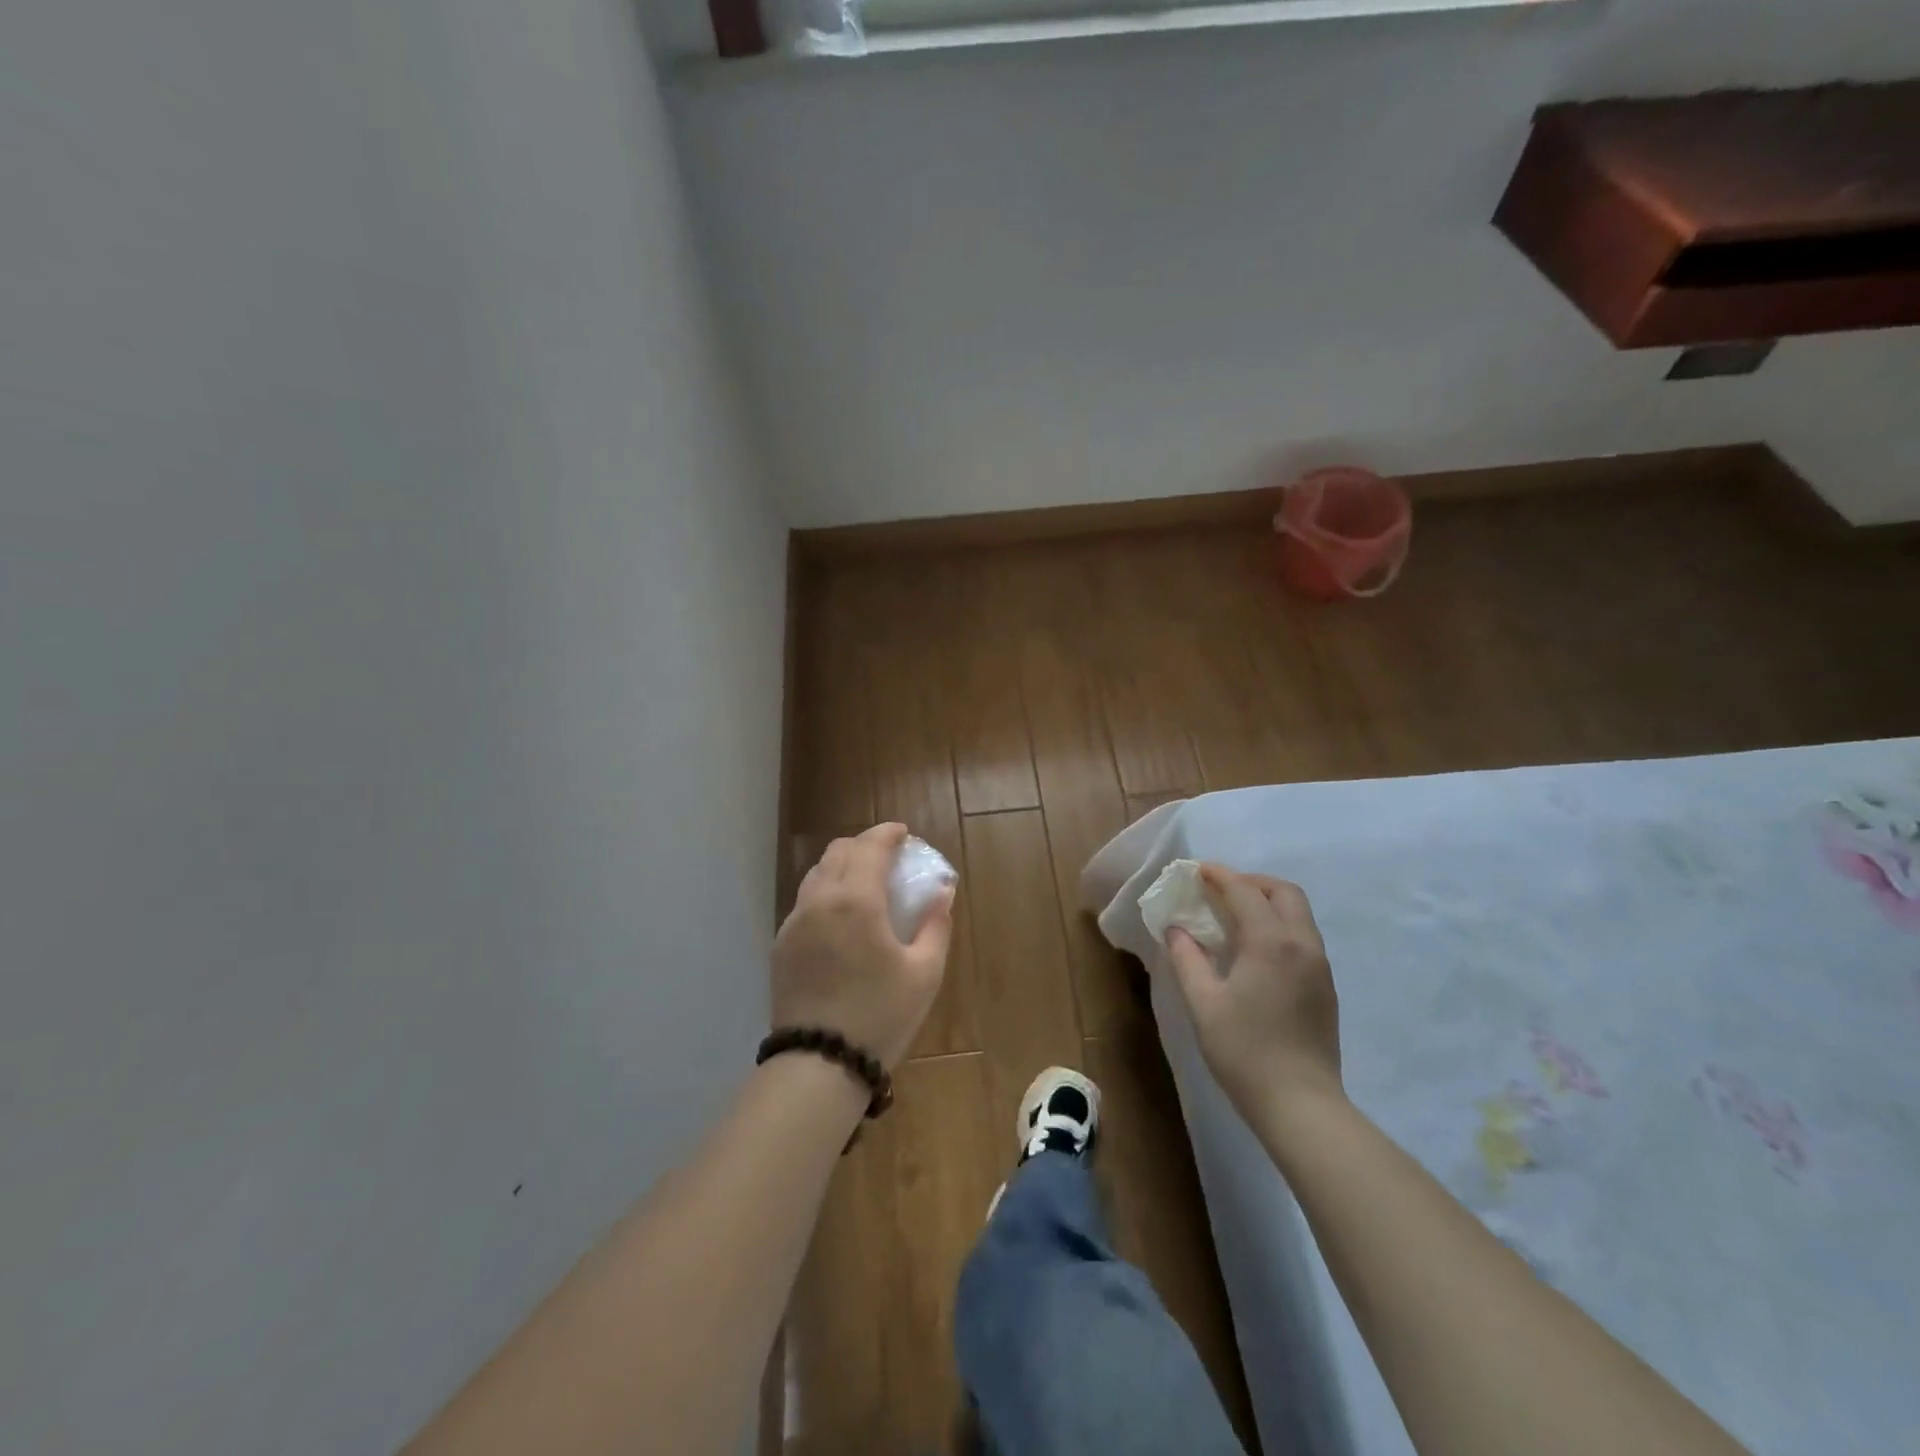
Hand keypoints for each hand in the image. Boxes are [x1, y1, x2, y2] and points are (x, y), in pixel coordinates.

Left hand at [771, 823, 955, 1069]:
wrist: (818, 1064)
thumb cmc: (880, 1016)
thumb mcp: (924, 973)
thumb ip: (935, 924)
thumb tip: (942, 892)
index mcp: (856, 900)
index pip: (869, 846)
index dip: (888, 834)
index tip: (904, 834)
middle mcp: (819, 900)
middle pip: (838, 851)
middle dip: (864, 845)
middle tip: (888, 858)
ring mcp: (794, 922)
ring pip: (817, 873)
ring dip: (842, 865)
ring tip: (865, 884)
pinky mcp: (781, 945)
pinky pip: (805, 901)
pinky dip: (826, 892)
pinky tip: (842, 917)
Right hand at [1166, 864, 1342, 1112]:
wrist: (1301, 1105)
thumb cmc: (1244, 1051)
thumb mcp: (1203, 1003)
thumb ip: (1187, 958)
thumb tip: (1177, 929)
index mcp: (1271, 942)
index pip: (1245, 891)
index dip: (1219, 876)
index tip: (1196, 871)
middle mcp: (1302, 944)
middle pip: (1283, 892)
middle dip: (1251, 882)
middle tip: (1219, 890)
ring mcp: (1320, 966)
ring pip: (1298, 914)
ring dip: (1267, 902)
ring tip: (1234, 916)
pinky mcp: (1325, 987)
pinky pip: (1303, 936)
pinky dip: (1279, 924)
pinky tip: (1255, 948)